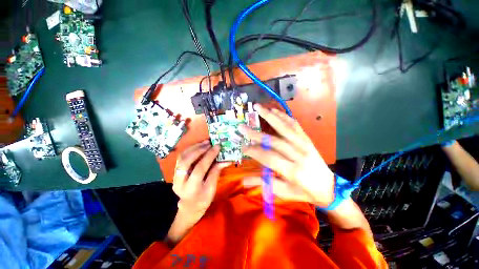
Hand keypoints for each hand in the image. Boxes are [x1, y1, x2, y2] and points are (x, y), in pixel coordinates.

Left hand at [173, 140, 230, 216]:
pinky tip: (198, 146)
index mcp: (191, 188)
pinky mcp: (175, 172)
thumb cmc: (203, 200)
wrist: (189, 207)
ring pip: (182, 157)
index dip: (209, 156)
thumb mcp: (212, 188)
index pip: (200, 168)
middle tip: (210, 143)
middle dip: (199, 150)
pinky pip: (181, 157)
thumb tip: (226, 160)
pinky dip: (190, 149)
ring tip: (205, 142)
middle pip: (187, 161)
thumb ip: (216, 172)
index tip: (217, 146)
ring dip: (194, 147)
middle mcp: (180, 181)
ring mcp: (175, 176)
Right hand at [239, 104, 334, 206]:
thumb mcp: (284, 192)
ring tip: (258, 107)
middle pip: (274, 141)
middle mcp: (299, 155)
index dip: (254, 151)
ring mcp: (304, 144)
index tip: (242, 147)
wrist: (329, 187)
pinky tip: (274, 110)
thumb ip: (265, 184)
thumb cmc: (304, 192)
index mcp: (293, 171)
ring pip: (285, 127)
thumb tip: (244, 180)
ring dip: (270, 116)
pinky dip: (284, 116)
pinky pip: (295, 125)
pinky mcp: (307, 139)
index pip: (269, 158)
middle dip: (255, 134)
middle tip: (242, 127)